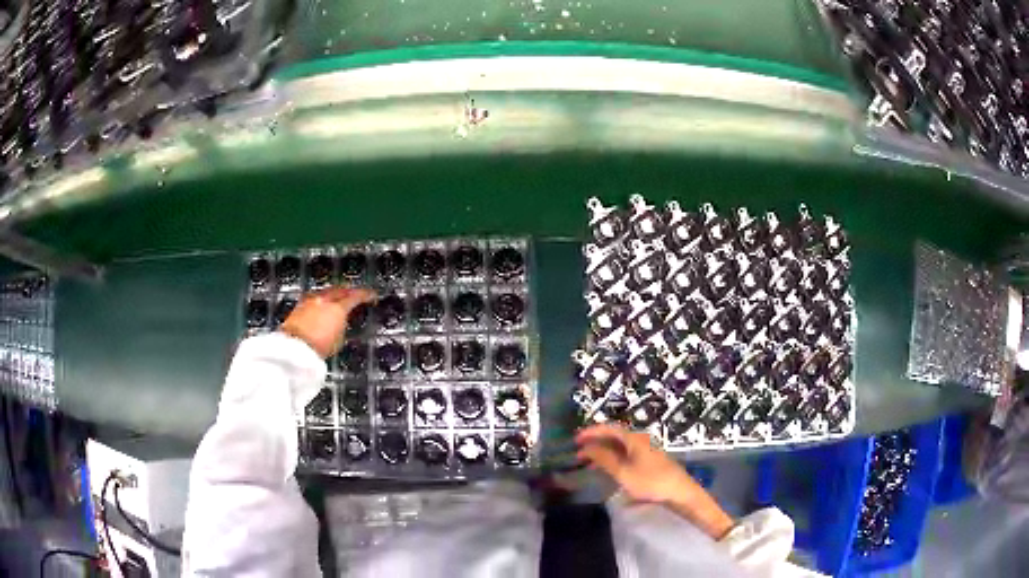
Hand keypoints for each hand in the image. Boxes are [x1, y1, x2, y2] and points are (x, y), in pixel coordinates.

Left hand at [280, 287, 375, 357]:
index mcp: (338, 307)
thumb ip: (343, 325)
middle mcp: (324, 299)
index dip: (366, 295)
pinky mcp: (299, 305)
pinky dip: (322, 299)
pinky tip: (323, 305)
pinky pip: (315, 297)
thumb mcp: (339, 339)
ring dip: (334, 294)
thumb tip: (342, 321)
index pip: (356, 296)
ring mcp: (310, 300)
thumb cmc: (318, 347)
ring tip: (339, 299)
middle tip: (356, 294)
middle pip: (340, 289)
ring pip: (326, 291)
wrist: (294, 348)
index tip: (372, 295)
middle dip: (349, 291)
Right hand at [575, 423, 734, 538]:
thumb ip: (604, 459)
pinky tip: (608, 468)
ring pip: (621, 446)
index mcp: (634, 438)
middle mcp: (641, 440)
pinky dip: (614, 458)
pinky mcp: (650, 460)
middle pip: (615, 436)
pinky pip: (627, 453)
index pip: (609, 428)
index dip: (591, 432)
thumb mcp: (623, 473)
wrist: (679, 493)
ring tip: (589, 462)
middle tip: (579, 452)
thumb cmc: (651, 482)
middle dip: (596, 442)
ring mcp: (647, 450)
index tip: (575, 439)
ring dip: (604, 451)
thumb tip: (587, 447)